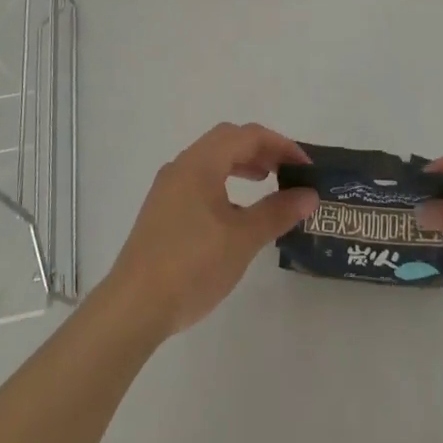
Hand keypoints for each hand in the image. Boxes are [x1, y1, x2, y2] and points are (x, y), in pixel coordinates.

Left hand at [102, 123, 319, 339]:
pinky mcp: (161, 210)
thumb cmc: (192, 265)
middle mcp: (182, 166)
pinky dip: (223, 183)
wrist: (134, 307)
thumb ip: (277, 212)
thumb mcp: (243, 239)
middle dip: (261, 150)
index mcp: (201, 163)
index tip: (306, 167)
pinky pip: (199, 180)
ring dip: (241, 164)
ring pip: (211, 160)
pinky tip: (235, 213)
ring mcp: (168, 187)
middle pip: (227, 140)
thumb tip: (309, 194)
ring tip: (265, 183)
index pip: (248, 135)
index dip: (281, 145)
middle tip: (287, 171)